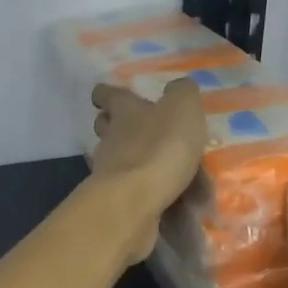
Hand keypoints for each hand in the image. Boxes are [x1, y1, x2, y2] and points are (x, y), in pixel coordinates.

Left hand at [90, 78, 206, 260]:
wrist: (134, 200)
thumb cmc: (159, 146)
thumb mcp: (181, 108)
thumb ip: (182, 93)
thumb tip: (178, 87)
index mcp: (125, 111)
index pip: (108, 94)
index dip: (108, 93)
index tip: (107, 95)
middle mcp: (111, 137)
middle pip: (106, 126)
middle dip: (116, 125)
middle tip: (138, 129)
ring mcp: (108, 170)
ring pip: (116, 158)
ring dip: (133, 159)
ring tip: (161, 167)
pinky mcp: (115, 198)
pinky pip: (129, 188)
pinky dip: (144, 189)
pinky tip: (167, 197)